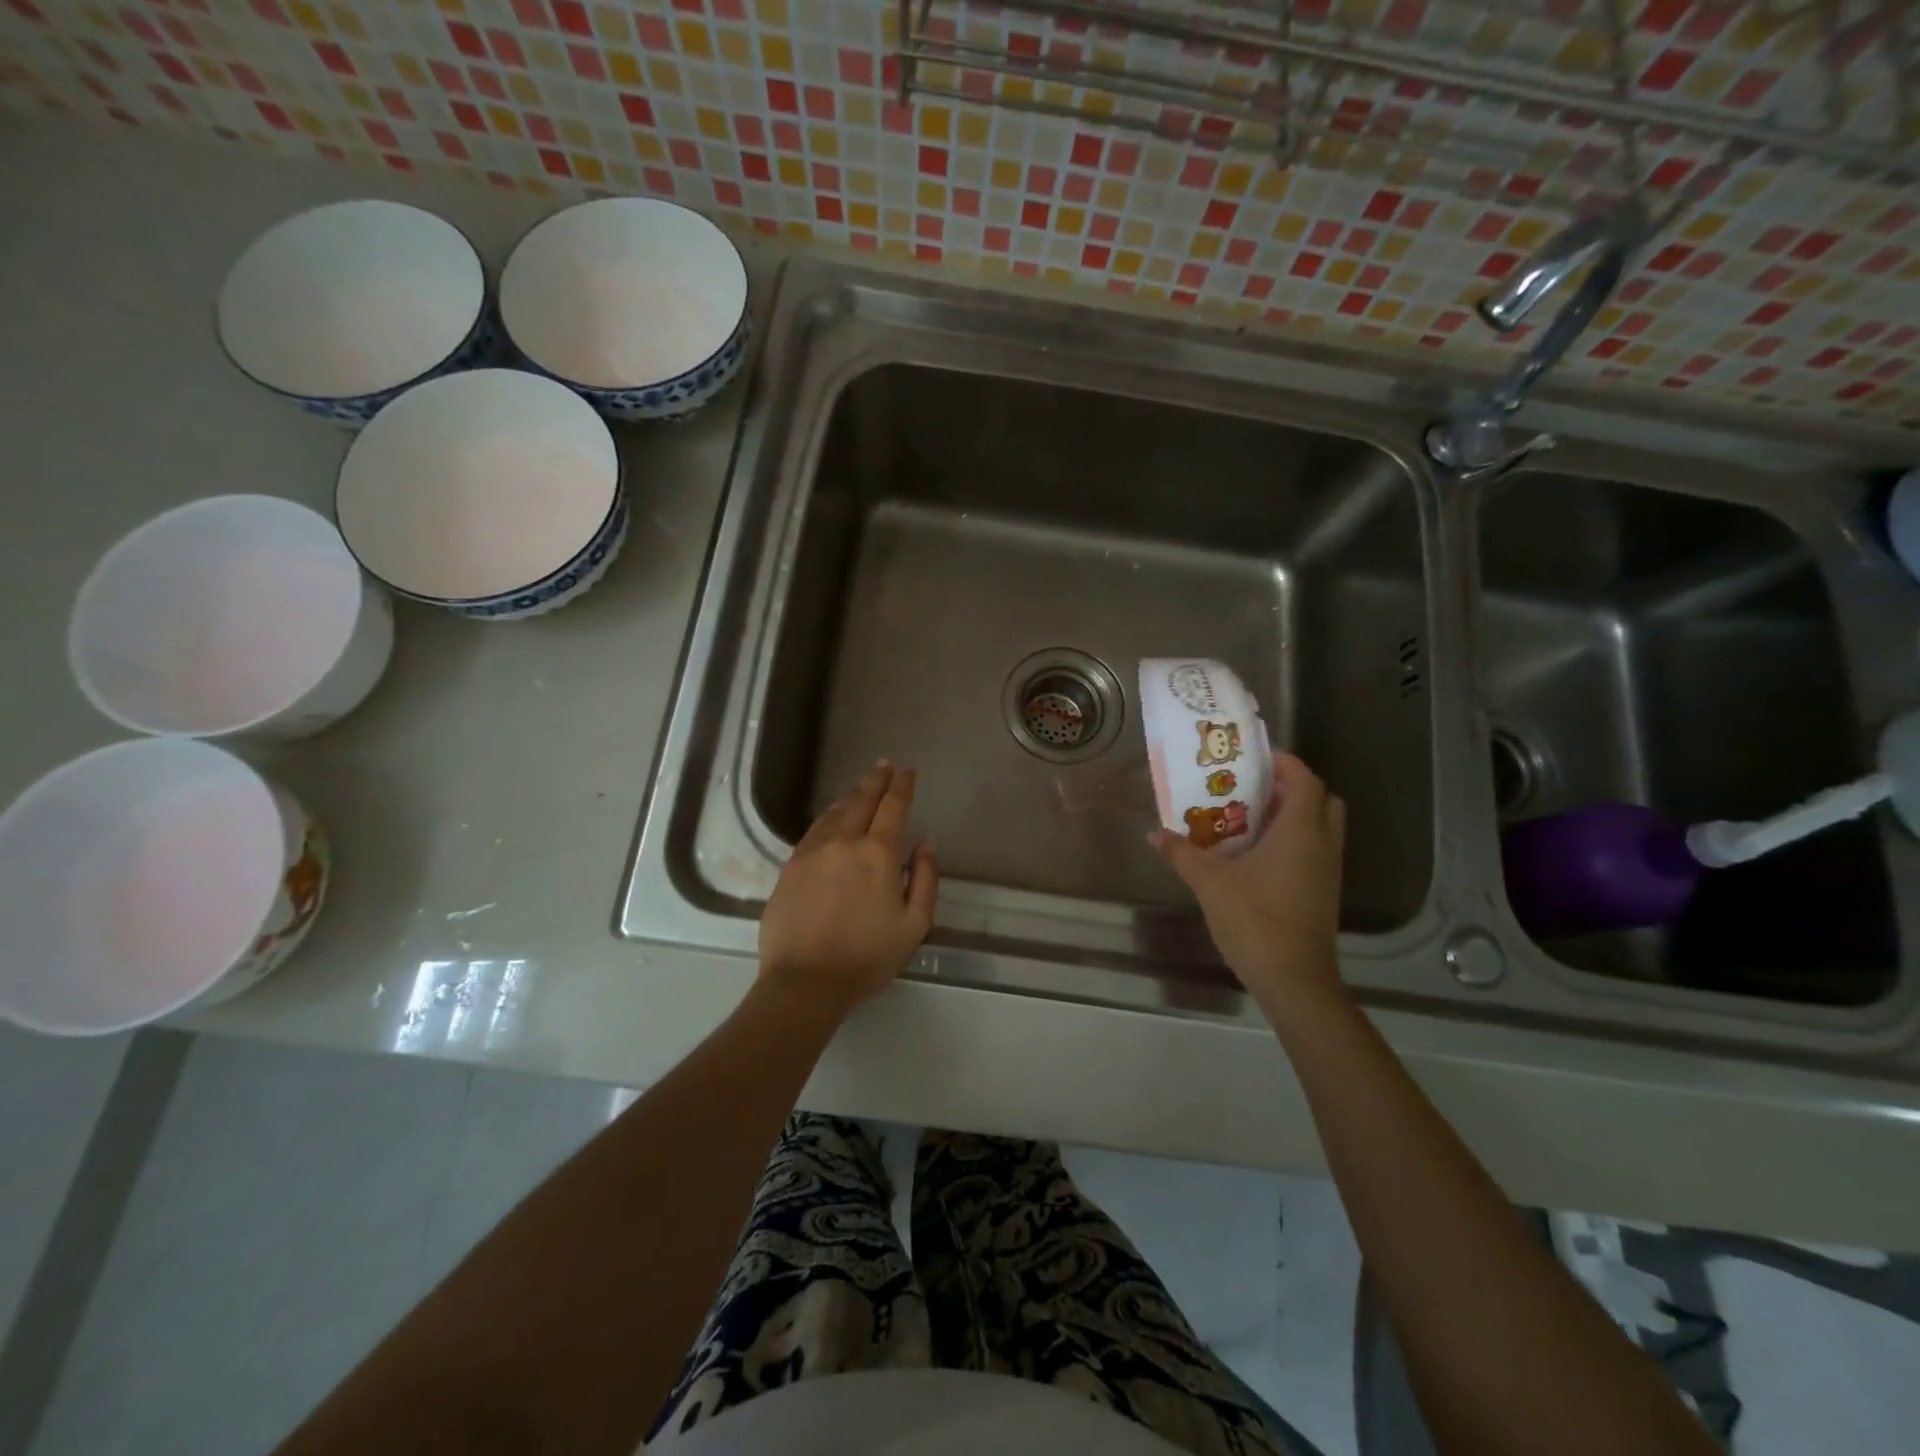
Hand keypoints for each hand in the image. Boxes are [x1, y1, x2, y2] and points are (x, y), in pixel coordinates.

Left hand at [758, 762, 938, 1016]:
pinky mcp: (791, 865)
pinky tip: (832, 816)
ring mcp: (813, 851)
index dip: (901, 787)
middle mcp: (845, 842)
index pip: (893, 808)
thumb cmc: (867, 957)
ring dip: (852, 796)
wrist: (805, 981)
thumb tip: (926, 843)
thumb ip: (925, 879)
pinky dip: (828, 815)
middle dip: (876, 781)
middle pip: (862, 801)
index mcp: (879, 854)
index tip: (907, 772)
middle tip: (884, 766)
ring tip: (861, 787)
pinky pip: (814, 829)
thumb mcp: (914, 925)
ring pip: (835, 812)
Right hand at [1150, 754, 1346, 1012]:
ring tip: (1247, 817)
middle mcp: (1322, 844)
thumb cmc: (1255, 920)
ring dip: (1290, 815)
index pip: (1305, 780)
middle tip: (1251, 788)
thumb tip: (1154, 834)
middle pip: (1319, 799)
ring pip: (1318, 826)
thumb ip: (1182, 853)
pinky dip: (1290, 840)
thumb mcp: (1210, 883)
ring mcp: (1327, 870)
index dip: (1284, 763)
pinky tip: (1254, 854)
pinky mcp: (1322, 891)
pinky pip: (1313, 849)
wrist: (1294, 981)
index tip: (1252, 759)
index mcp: (1301, 831)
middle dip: (1289, 787)